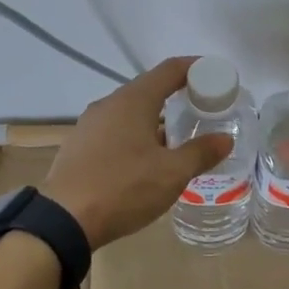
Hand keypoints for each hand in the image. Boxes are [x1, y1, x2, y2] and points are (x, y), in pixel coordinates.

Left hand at [42, 57, 234, 249]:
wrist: (64, 219)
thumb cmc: (124, 188)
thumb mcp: (171, 174)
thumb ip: (200, 153)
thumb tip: (225, 139)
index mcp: (133, 100)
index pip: (169, 70)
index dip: (195, 68)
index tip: (216, 76)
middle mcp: (109, 104)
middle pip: (149, 89)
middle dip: (177, 96)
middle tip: (202, 111)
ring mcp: (89, 124)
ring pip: (130, 112)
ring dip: (155, 119)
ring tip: (177, 139)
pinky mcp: (79, 145)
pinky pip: (114, 130)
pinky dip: (135, 135)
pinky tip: (144, 159)